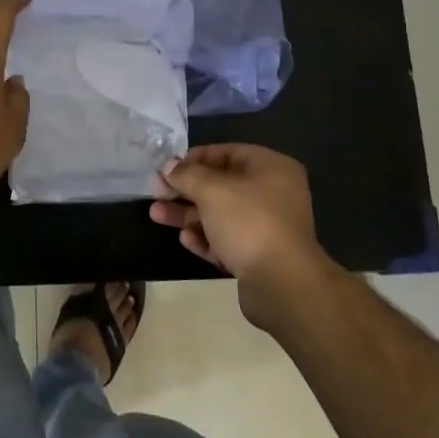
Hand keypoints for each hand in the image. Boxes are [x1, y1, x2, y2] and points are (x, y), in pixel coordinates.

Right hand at [152, 145, 332, 324]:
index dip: (195, 158)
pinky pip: (227, 240)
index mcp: (271, 168)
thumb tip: (169, 166)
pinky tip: (185, 240)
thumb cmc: (249, 222)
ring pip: (220, 214)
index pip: (227, 153)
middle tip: (156, 193)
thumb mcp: (212, 190)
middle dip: (186, 190)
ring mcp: (267, 227)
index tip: (167, 168)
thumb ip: (187, 175)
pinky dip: (206, 238)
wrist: (282, 285)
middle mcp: (273, 194)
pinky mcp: (259, 256)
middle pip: (221, 185)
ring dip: (188, 215)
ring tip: (156, 215)